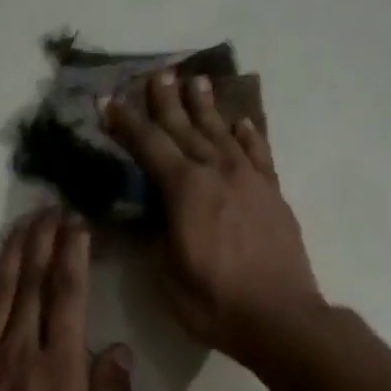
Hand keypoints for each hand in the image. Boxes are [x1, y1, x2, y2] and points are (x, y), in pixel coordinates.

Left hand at [0, 211, 132, 390]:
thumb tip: (118, 349)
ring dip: (9, 254)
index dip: (73, 254)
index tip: (77, 224)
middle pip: (31, 282)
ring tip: (21, 224)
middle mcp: (17, 352)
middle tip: (49, 207)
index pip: (67, 296)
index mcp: (58, 370)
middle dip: (42, 240)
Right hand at [104, 70, 322, 363]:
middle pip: (186, 128)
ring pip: (223, 132)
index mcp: (185, 190)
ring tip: (196, 81)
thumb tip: (146, 210)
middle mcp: (217, 173)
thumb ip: (155, 233)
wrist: (281, 317)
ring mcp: (250, 180)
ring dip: (206, 107)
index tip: (109, 100)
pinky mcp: (273, 193)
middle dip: (167, 101)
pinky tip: (242, 121)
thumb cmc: (215, 301)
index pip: (149, 146)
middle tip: (157, 73)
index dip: (127, 122)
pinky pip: (259, 153)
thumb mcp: (167, 273)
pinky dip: (249, 134)